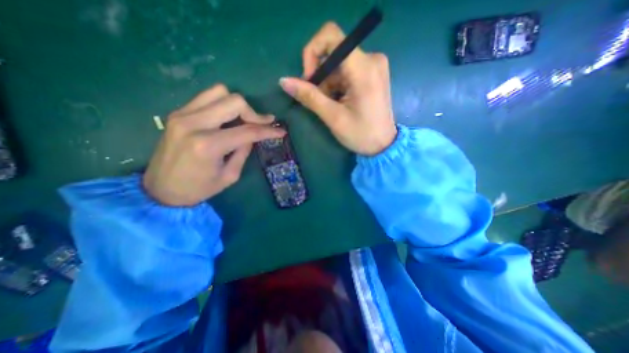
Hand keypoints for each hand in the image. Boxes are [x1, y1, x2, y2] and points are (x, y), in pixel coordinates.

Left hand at [144, 84, 283, 206]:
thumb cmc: (199, 189)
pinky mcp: (177, 113)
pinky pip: (207, 97)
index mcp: (208, 145)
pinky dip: (223, 104)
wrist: (160, 190)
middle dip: (254, 113)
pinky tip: (228, 118)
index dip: (268, 130)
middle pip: (234, 101)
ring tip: (244, 120)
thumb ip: (243, 151)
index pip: (247, 130)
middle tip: (262, 125)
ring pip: (219, 92)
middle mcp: (193, 123)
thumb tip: (253, 136)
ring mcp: (182, 114)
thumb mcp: (230, 175)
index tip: (281, 131)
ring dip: (238, 105)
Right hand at [279, 20, 390, 154]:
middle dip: (320, 76)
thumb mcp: (333, 117)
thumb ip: (310, 96)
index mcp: (364, 68)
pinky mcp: (372, 73)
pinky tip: (339, 102)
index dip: (313, 52)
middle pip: (333, 53)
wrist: (383, 145)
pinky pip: (346, 71)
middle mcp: (371, 59)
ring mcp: (373, 65)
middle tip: (318, 99)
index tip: (309, 78)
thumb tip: (284, 81)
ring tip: (331, 106)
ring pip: (338, 64)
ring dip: (328, 84)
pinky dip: (337, 85)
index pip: (331, 36)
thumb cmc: (361, 134)